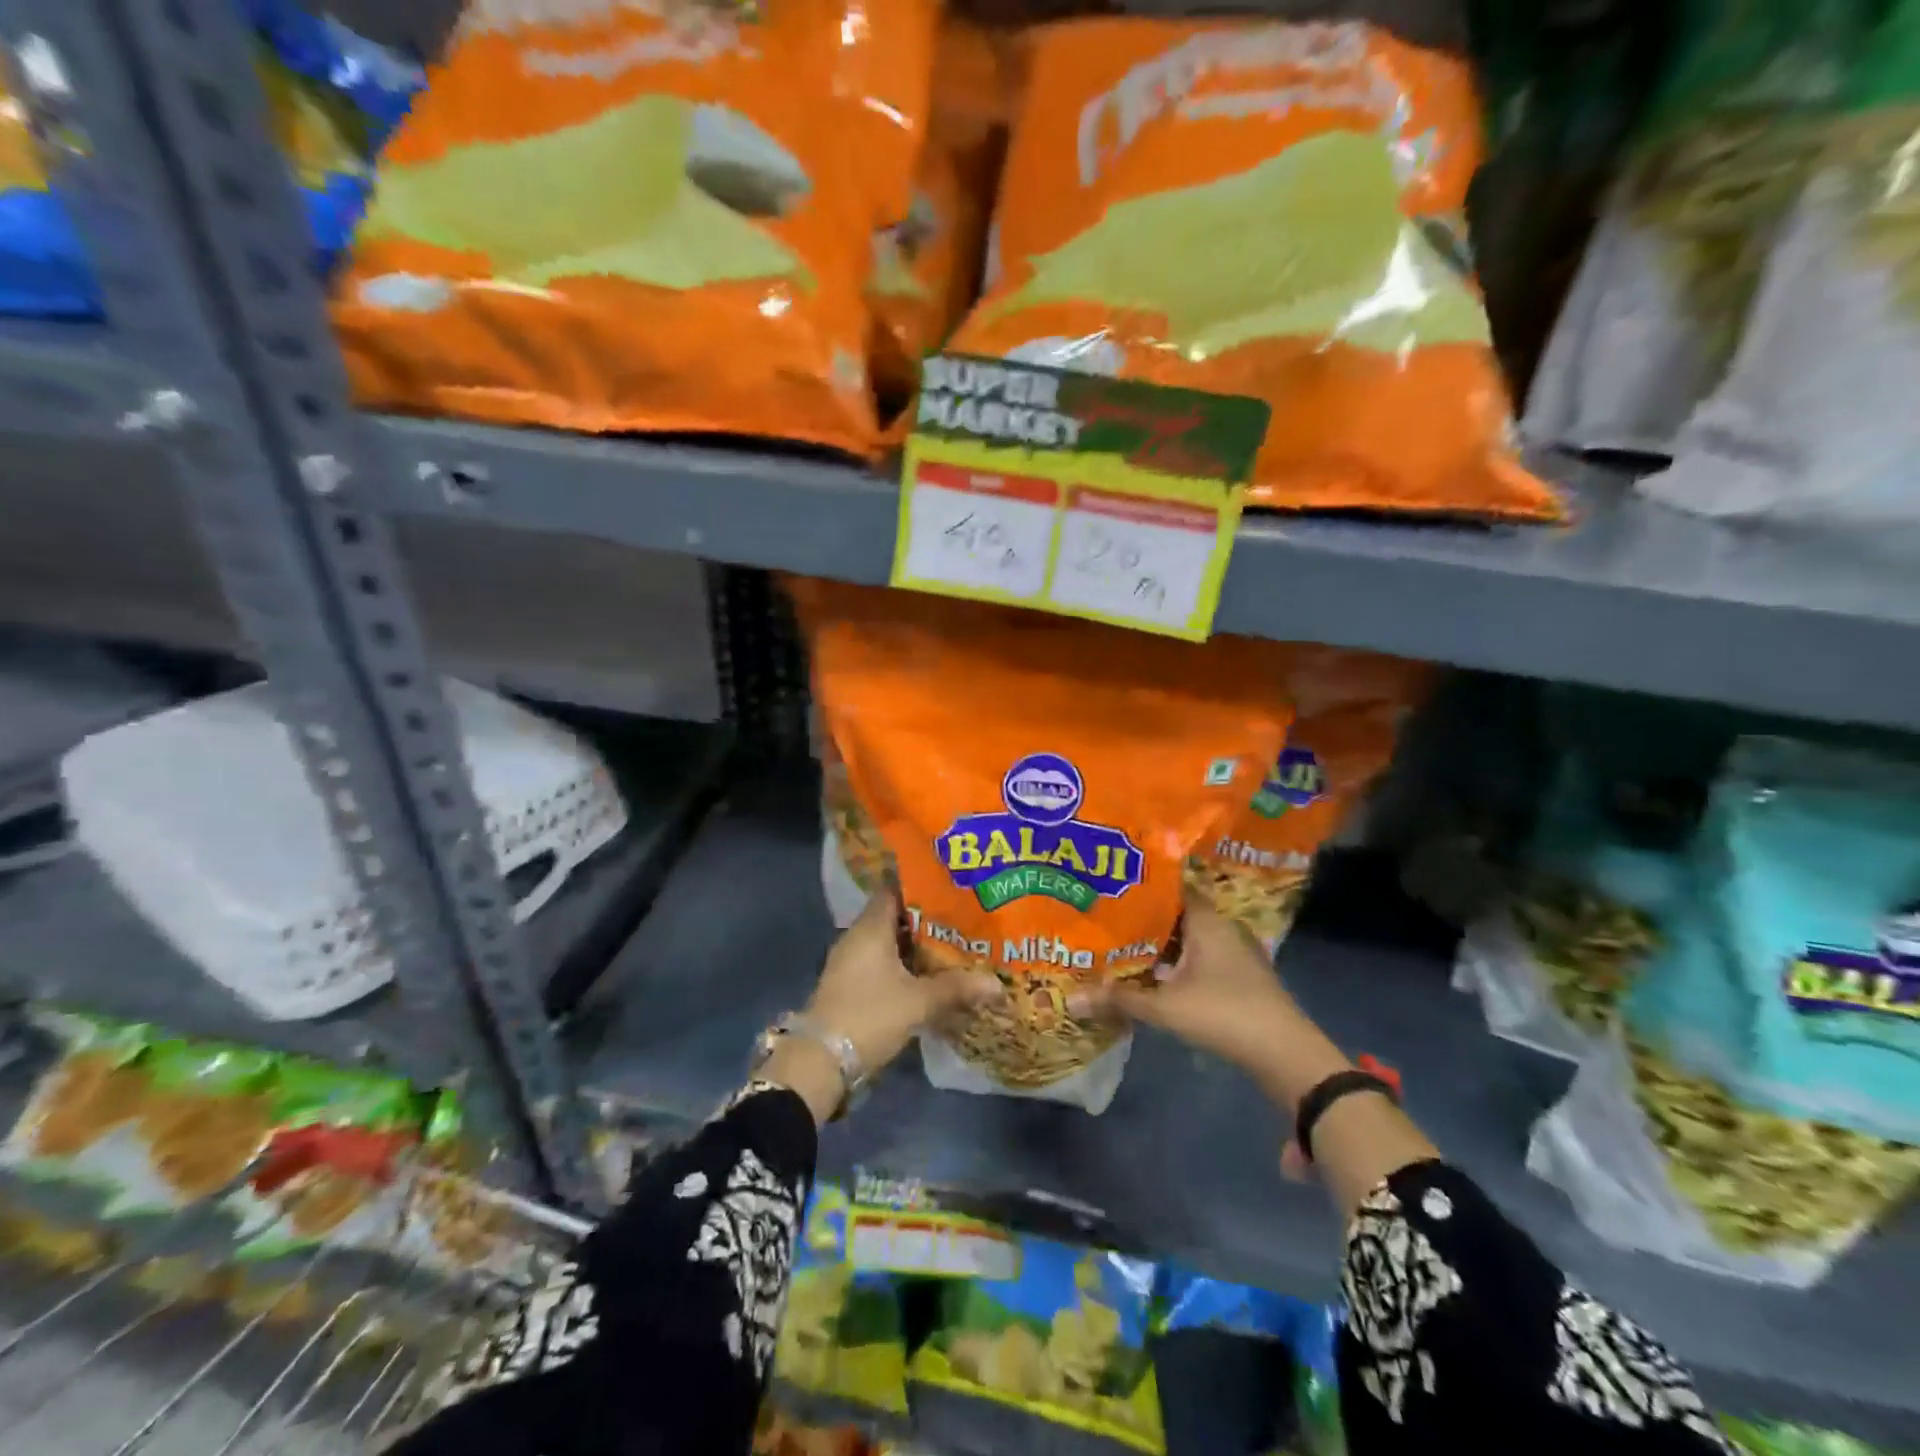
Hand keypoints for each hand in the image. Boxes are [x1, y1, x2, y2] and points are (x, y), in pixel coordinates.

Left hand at [806, 889, 1002, 1078]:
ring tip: (953, 948)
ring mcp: (851, 963)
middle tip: (962, 921)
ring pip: (889, 944)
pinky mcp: (851, 986)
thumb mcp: (918, 1002)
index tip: (950, 890)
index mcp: (870, 928)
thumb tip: (998, 985)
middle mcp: (857, 938)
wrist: (821, 1062)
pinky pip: (882, 965)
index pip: (894, 891)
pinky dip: (904, 967)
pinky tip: (929, 979)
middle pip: (895, 918)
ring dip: (916, 947)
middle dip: (927, 921)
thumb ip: (956, 989)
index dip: (921, 888)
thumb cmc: (869, 1016)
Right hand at [1070, 897, 1349, 1110]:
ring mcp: (1233, 953)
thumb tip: (1072, 1000)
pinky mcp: (1237, 977)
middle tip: (1103, 916)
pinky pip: (1197, 958)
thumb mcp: (1166, 1007)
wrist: (1285, 1055)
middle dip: (1142, 917)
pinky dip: (1174, 962)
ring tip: (1117, 943)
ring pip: (1187, 938)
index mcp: (1207, 920)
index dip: (1140, 885)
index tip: (1109, 885)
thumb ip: (1120, 999)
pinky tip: (1148, 973)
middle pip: (1175, 914)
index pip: (1170, 887)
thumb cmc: (1224, 1014)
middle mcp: (1221, 928)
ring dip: (1158, 944)